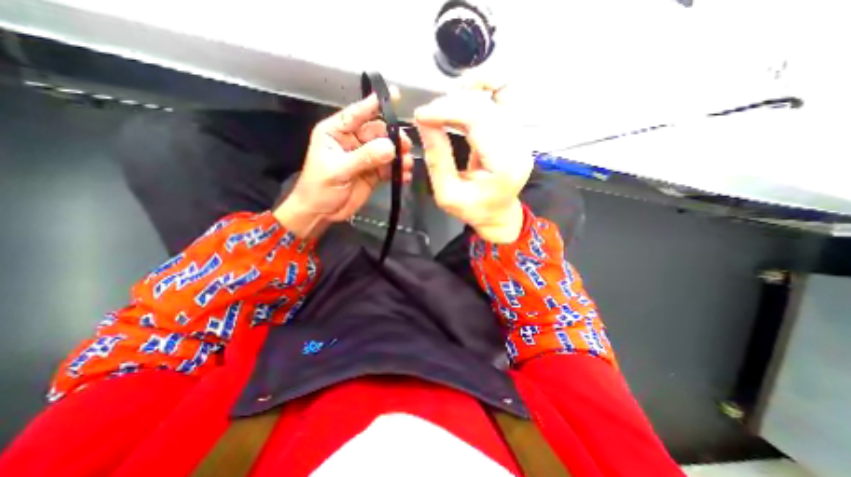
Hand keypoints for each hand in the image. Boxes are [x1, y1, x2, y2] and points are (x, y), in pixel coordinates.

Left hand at [274, 90, 413, 237]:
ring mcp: (365, 157)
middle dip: (393, 137)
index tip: (394, 94)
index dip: (374, 104)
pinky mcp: (373, 173)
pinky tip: (403, 176)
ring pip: (386, 150)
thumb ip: (364, 157)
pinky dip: (398, 171)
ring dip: (398, 156)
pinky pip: (389, 168)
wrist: (321, 212)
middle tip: (405, 146)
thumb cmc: (320, 188)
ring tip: (406, 164)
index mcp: (337, 132)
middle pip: (378, 132)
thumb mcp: (339, 170)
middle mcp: (353, 141)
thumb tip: (391, 148)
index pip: (357, 113)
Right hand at [414, 82, 529, 244]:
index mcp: (503, 166)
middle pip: (486, 105)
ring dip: (466, 94)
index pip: (479, 120)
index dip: (447, 110)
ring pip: (497, 96)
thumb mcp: (447, 194)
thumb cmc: (474, 210)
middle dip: (451, 103)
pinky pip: (504, 98)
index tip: (422, 115)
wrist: (498, 215)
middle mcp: (518, 146)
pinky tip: (464, 96)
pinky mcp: (517, 132)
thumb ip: (437, 159)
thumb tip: (424, 123)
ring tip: (443, 107)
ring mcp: (521, 137)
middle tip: (428, 115)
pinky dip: (483, 90)